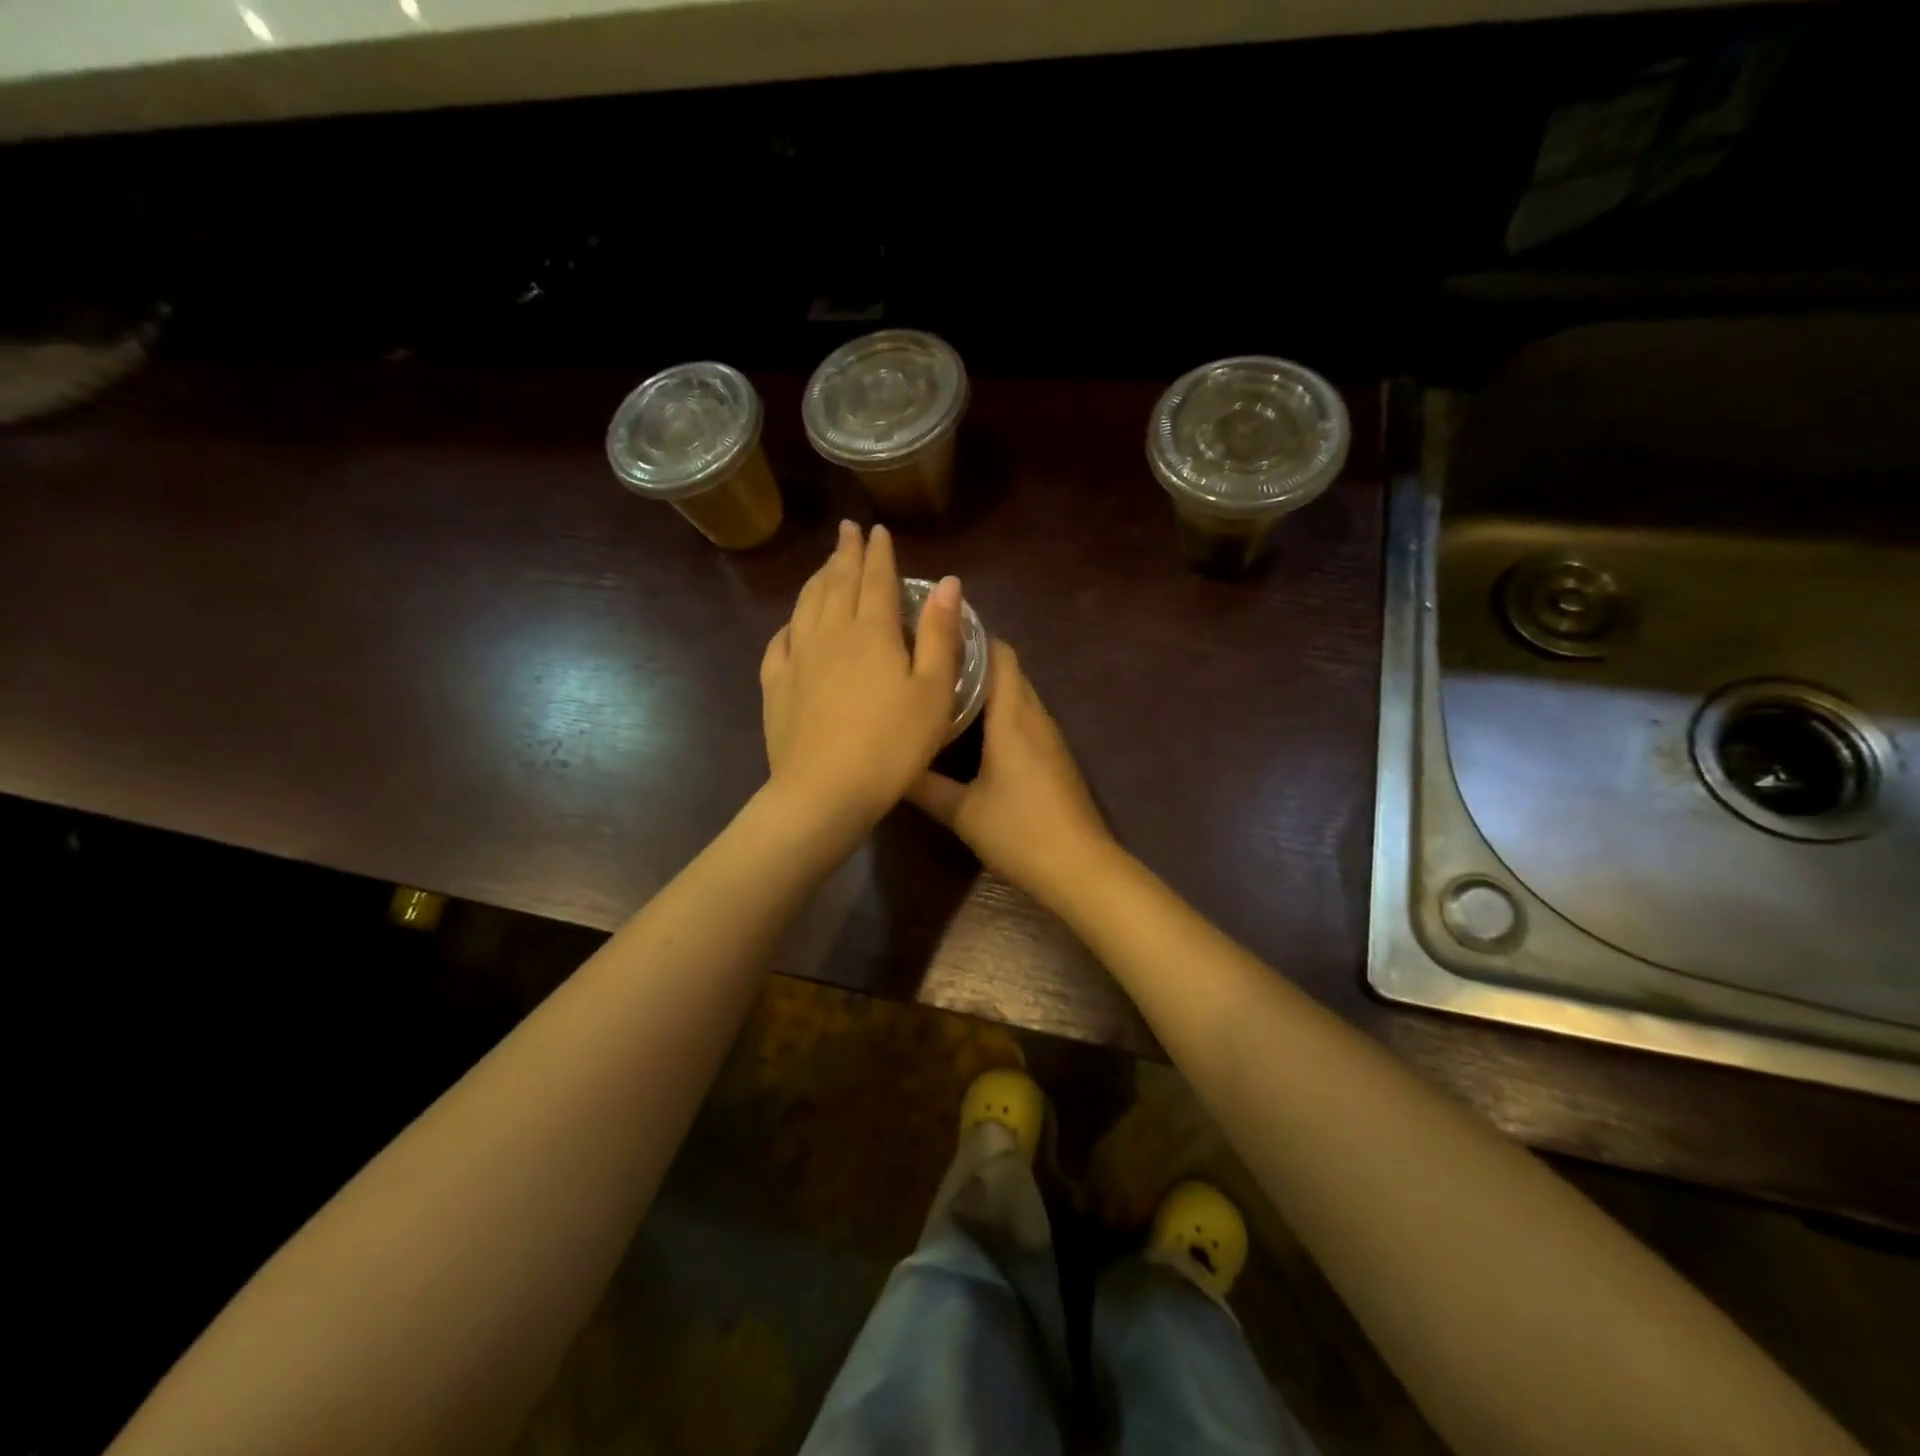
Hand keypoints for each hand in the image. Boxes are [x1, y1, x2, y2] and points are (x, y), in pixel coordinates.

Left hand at [760, 521, 963, 831]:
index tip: (876, 530)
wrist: (825, 791)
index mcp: (871, 631)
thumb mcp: (933, 691)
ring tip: (824, 565)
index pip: (875, 578)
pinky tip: (792, 624)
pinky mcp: (775, 685)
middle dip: (845, 553)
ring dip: (817, 579)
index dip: (878, 553)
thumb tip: (946, 582)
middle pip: (836, 582)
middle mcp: (830, 633)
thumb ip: (939, 634)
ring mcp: (797, 658)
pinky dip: (790, 623)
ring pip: (806, 605)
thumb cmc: (892, 744)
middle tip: (847, 531)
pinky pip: (780, 641)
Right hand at [908, 640, 1114, 906]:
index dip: (970, 636)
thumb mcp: (961, 812)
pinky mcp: (1054, 756)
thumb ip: (923, 786)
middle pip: (1008, 669)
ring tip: (942, 691)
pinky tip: (973, 732)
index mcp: (1012, 716)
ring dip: (987, 687)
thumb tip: (889, 764)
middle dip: (972, 659)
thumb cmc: (1019, 831)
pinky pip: (1024, 717)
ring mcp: (1049, 736)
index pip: (998, 653)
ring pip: (1017, 694)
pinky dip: (1000, 711)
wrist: (1079, 867)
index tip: (933, 632)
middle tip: (929, 662)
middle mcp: (1034, 716)